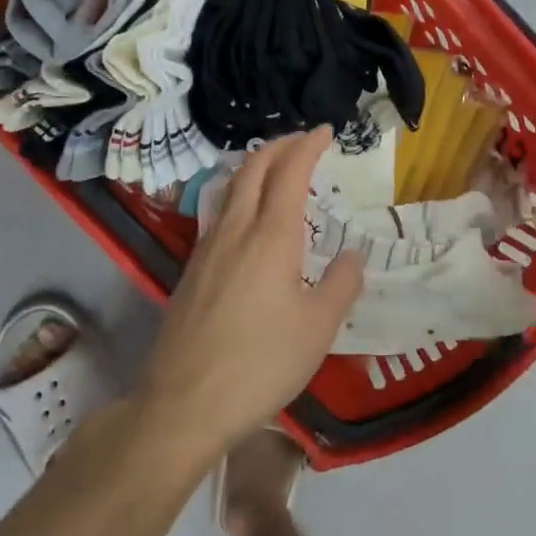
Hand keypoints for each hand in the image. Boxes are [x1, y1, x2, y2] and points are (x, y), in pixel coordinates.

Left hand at [136, 128, 363, 459]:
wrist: (183, 403)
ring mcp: (207, 248)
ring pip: (230, 187)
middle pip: (253, 169)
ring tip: (276, 168)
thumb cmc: (261, 363)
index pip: (289, 172)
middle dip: (279, 146)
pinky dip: (240, 193)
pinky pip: (218, 212)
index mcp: (271, 236)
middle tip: (302, 141)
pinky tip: (247, 216)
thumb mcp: (319, 328)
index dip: (308, 145)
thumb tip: (351, 255)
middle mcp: (236, 230)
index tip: (326, 131)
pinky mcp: (192, 270)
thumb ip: (341, 284)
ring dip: (255, 166)